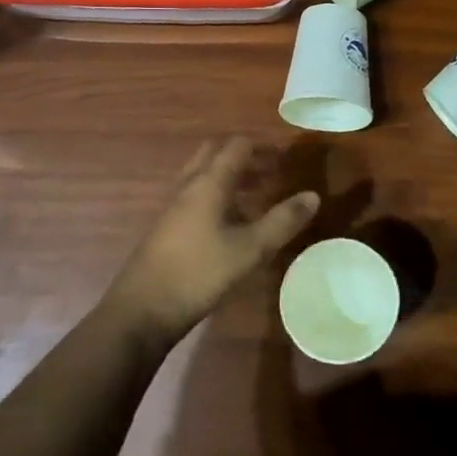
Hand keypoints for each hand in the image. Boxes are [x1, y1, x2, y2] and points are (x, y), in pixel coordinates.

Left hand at [107, 137, 319, 344]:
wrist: (143, 309)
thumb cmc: (200, 273)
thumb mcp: (250, 249)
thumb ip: (283, 221)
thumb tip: (313, 195)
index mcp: (209, 182)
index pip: (237, 146)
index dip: (263, 148)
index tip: (286, 160)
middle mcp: (189, 185)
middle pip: (216, 153)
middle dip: (245, 157)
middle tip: (270, 173)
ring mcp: (173, 205)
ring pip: (204, 174)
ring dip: (230, 176)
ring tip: (257, 195)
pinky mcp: (167, 226)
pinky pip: (195, 195)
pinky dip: (217, 195)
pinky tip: (231, 223)